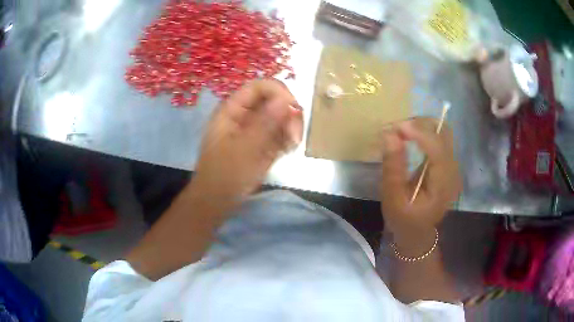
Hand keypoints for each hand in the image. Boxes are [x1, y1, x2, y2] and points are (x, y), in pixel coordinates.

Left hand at [192, 79, 302, 207]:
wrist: (217, 201)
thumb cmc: (225, 175)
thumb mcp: (245, 149)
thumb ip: (266, 123)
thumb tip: (286, 99)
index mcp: (233, 110)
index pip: (259, 87)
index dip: (279, 92)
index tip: (293, 110)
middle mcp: (244, 115)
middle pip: (274, 100)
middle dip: (288, 115)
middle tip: (294, 137)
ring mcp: (254, 129)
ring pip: (280, 116)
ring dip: (291, 128)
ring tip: (291, 146)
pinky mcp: (262, 142)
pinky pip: (281, 132)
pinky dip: (288, 139)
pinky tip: (288, 150)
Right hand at [380, 118, 460, 243]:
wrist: (417, 231)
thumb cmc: (403, 219)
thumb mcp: (392, 198)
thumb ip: (393, 167)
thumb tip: (390, 134)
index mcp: (443, 185)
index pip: (438, 149)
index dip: (419, 133)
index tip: (395, 127)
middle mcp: (453, 171)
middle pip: (443, 134)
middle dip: (419, 124)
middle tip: (395, 128)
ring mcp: (452, 166)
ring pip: (442, 131)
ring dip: (421, 125)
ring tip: (400, 131)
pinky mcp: (447, 163)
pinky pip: (439, 137)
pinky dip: (424, 131)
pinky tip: (409, 135)